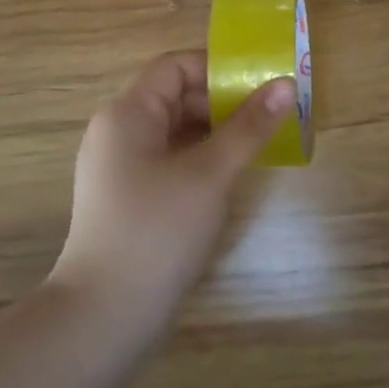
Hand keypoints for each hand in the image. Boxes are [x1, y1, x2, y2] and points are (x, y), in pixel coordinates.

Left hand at [50, 50, 293, 322]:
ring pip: (173, 131)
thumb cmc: (157, 231)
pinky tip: (226, 178)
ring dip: (213, 132)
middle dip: (221, 103)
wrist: (103, 321)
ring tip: (255, 145)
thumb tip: (286, 85)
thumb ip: (249, 126)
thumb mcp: (211, 173)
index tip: (258, 84)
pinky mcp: (125, 199)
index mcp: (128, 113)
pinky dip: (197, 159)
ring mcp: (118, 168)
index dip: (217, 69)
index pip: (176, 66)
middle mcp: (118, 131)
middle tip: (266, 116)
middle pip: (175, 96)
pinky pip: (166, 160)